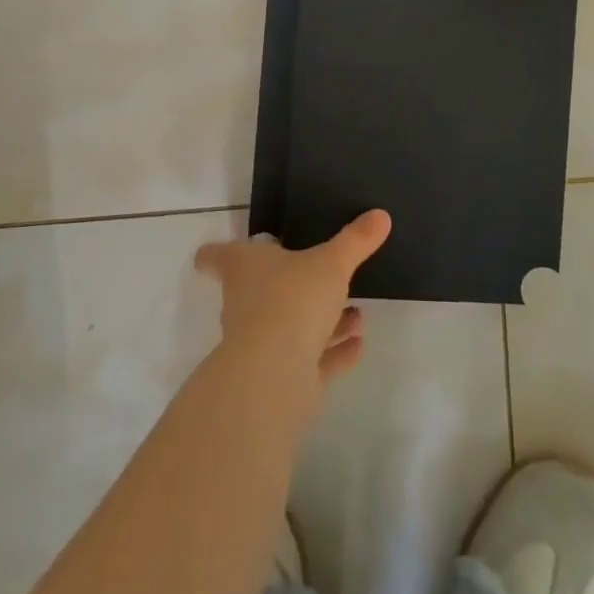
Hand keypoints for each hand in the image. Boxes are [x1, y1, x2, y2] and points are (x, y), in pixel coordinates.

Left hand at [194, 210, 391, 391]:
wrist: (275, 374)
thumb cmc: (292, 299)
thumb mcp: (332, 262)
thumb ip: (355, 240)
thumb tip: (380, 215)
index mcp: (245, 268)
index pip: (218, 256)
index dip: (216, 253)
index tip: (213, 254)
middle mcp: (246, 303)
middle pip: (258, 291)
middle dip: (292, 285)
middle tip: (321, 276)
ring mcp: (262, 344)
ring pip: (292, 326)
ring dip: (324, 321)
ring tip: (358, 315)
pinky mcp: (282, 378)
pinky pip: (311, 360)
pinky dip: (333, 353)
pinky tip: (358, 345)